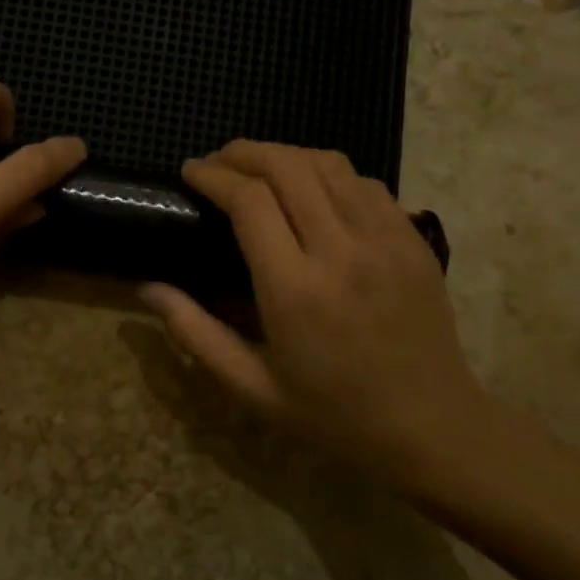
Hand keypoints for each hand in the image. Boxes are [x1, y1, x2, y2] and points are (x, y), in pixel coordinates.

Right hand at [139, 142, 529, 500]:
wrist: (431, 427)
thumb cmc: (333, 414)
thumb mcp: (251, 387)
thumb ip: (195, 333)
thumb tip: (147, 288)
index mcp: (294, 289)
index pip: (249, 201)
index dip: (213, 176)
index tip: (190, 172)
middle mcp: (341, 251)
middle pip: (287, 166)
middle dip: (244, 152)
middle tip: (218, 162)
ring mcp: (384, 240)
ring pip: (329, 164)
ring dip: (286, 155)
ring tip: (260, 167)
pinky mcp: (413, 240)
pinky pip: (366, 183)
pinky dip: (330, 173)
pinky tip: (314, 190)